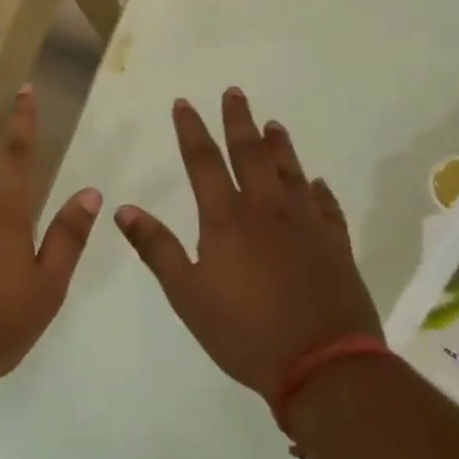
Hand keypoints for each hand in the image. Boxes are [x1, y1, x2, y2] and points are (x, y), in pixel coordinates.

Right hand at [114, 88, 379, 398]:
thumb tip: (123, 208)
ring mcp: (306, 225)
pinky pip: (327, 206)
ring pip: (291, 172)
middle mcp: (266, 210)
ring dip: (280, 146)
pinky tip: (316, 182)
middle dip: (238, 121)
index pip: (203, 162)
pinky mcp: (335, 245)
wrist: (323, 366)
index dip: (191, 131)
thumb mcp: (186, 294)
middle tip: (235, 92)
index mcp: (226, 219)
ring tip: (273, 123)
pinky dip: (318, 190)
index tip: (184, 103)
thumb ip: (155, 248)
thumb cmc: (244, 331)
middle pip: (251, 154)